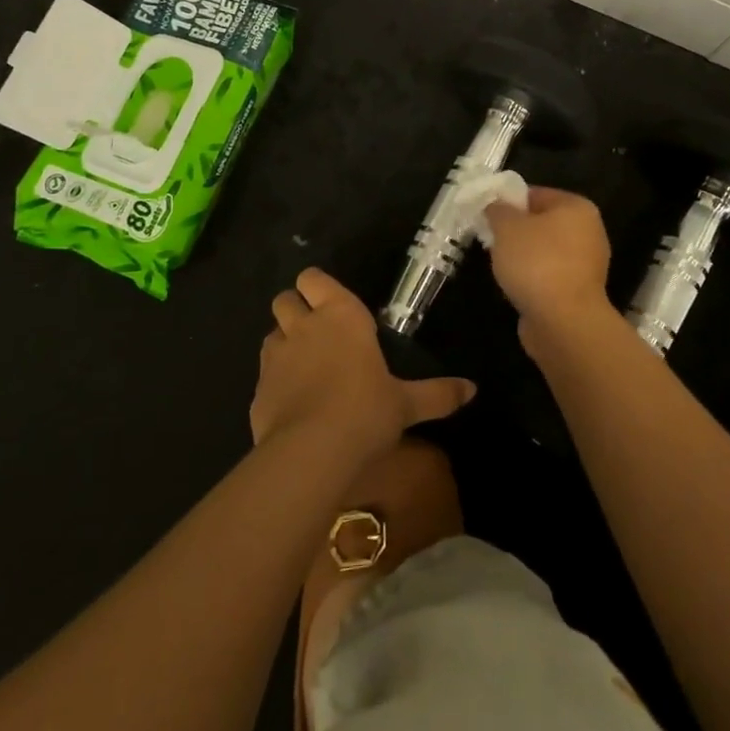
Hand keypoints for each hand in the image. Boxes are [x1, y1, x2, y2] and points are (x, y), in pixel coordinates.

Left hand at [250, 268, 476, 455]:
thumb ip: (438, 393)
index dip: (317, 287)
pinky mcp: (257, 390)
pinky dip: (274, 382)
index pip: (313, 278)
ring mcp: (274, 357)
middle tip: (317, 332)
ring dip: (283, 343)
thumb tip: (472, 389)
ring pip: (271, 333)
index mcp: (340, 315)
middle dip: (295, 309)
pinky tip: (292, 404)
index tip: (331, 305)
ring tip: (304, 367)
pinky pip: (263, 374)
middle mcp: (303, 326)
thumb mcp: (407, 404)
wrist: (311, 452)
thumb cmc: (366, 411)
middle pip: (285, 299)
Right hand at [484, 187, 615, 355]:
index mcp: (577, 207)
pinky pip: (549, 276)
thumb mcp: (507, 227)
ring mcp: (587, 265)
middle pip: (542, 223)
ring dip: (523, 258)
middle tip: (490, 240)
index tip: (486, 215)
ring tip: (499, 266)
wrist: (563, 322)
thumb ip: (498, 210)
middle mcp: (588, 232)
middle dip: (515, 231)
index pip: (536, 194)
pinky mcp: (579, 293)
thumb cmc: (536, 263)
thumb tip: (496, 205)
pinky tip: (515, 287)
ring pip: (545, 252)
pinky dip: (532, 280)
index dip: (508, 202)